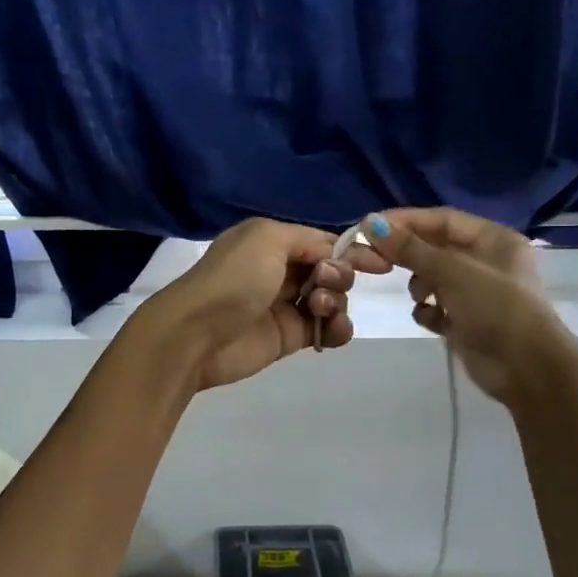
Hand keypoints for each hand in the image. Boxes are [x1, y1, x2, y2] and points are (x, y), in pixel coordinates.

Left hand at [135, 218, 390, 391]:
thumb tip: (333, 254)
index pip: (321, 241)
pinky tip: (332, 329)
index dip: (350, 250)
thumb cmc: (233, 279)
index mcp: (271, 241)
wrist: (197, 335)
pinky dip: (337, 328)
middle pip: (330, 269)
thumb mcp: (268, 238)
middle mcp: (279, 270)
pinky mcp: (288, 338)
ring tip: (318, 308)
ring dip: (337, 301)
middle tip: (324, 283)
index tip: (380, 262)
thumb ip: (308, 240)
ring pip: (332, 299)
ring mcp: (285, 305)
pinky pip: (326, 329)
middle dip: (338, 274)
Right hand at [363, 207, 569, 407]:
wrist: (525, 368)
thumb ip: (410, 248)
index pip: (442, 219)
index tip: (370, 227)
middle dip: (409, 255)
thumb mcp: (451, 271)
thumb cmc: (494, 307)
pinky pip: (438, 307)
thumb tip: (369, 222)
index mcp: (494, 239)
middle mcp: (487, 261)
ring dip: (419, 286)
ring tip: (420, 297)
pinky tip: (431, 320)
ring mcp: (478, 293)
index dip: (406, 221)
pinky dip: (429, 311)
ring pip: (434, 278)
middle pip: (436, 248)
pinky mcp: (468, 321)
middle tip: (375, 260)